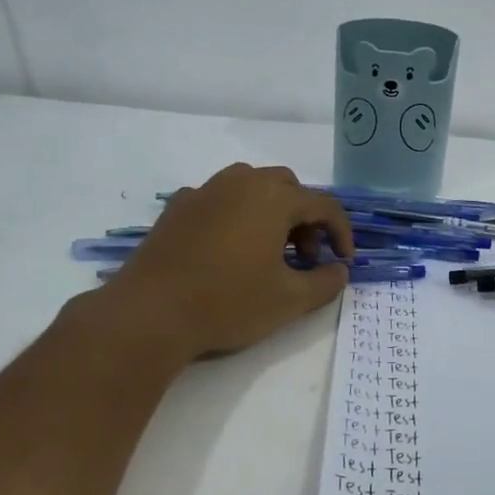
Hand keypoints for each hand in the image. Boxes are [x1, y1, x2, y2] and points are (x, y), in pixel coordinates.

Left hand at [96, 164, 353, 362]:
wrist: (150, 312)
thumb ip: (325, 282)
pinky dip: (236, 216)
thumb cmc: (228, 303)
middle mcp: (241, 182)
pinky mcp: (177, 208)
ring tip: (268, 252)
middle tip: (304, 257)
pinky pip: (219, 200)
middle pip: (288, 188)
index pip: (324, 205)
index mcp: (274, 198)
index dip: (342, 233)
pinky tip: (228, 250)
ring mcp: (205, 191)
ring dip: (271, 213)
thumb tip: (340, 270)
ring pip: (251, 187)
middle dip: (305, 219)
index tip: (344, 262)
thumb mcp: (289, 300)